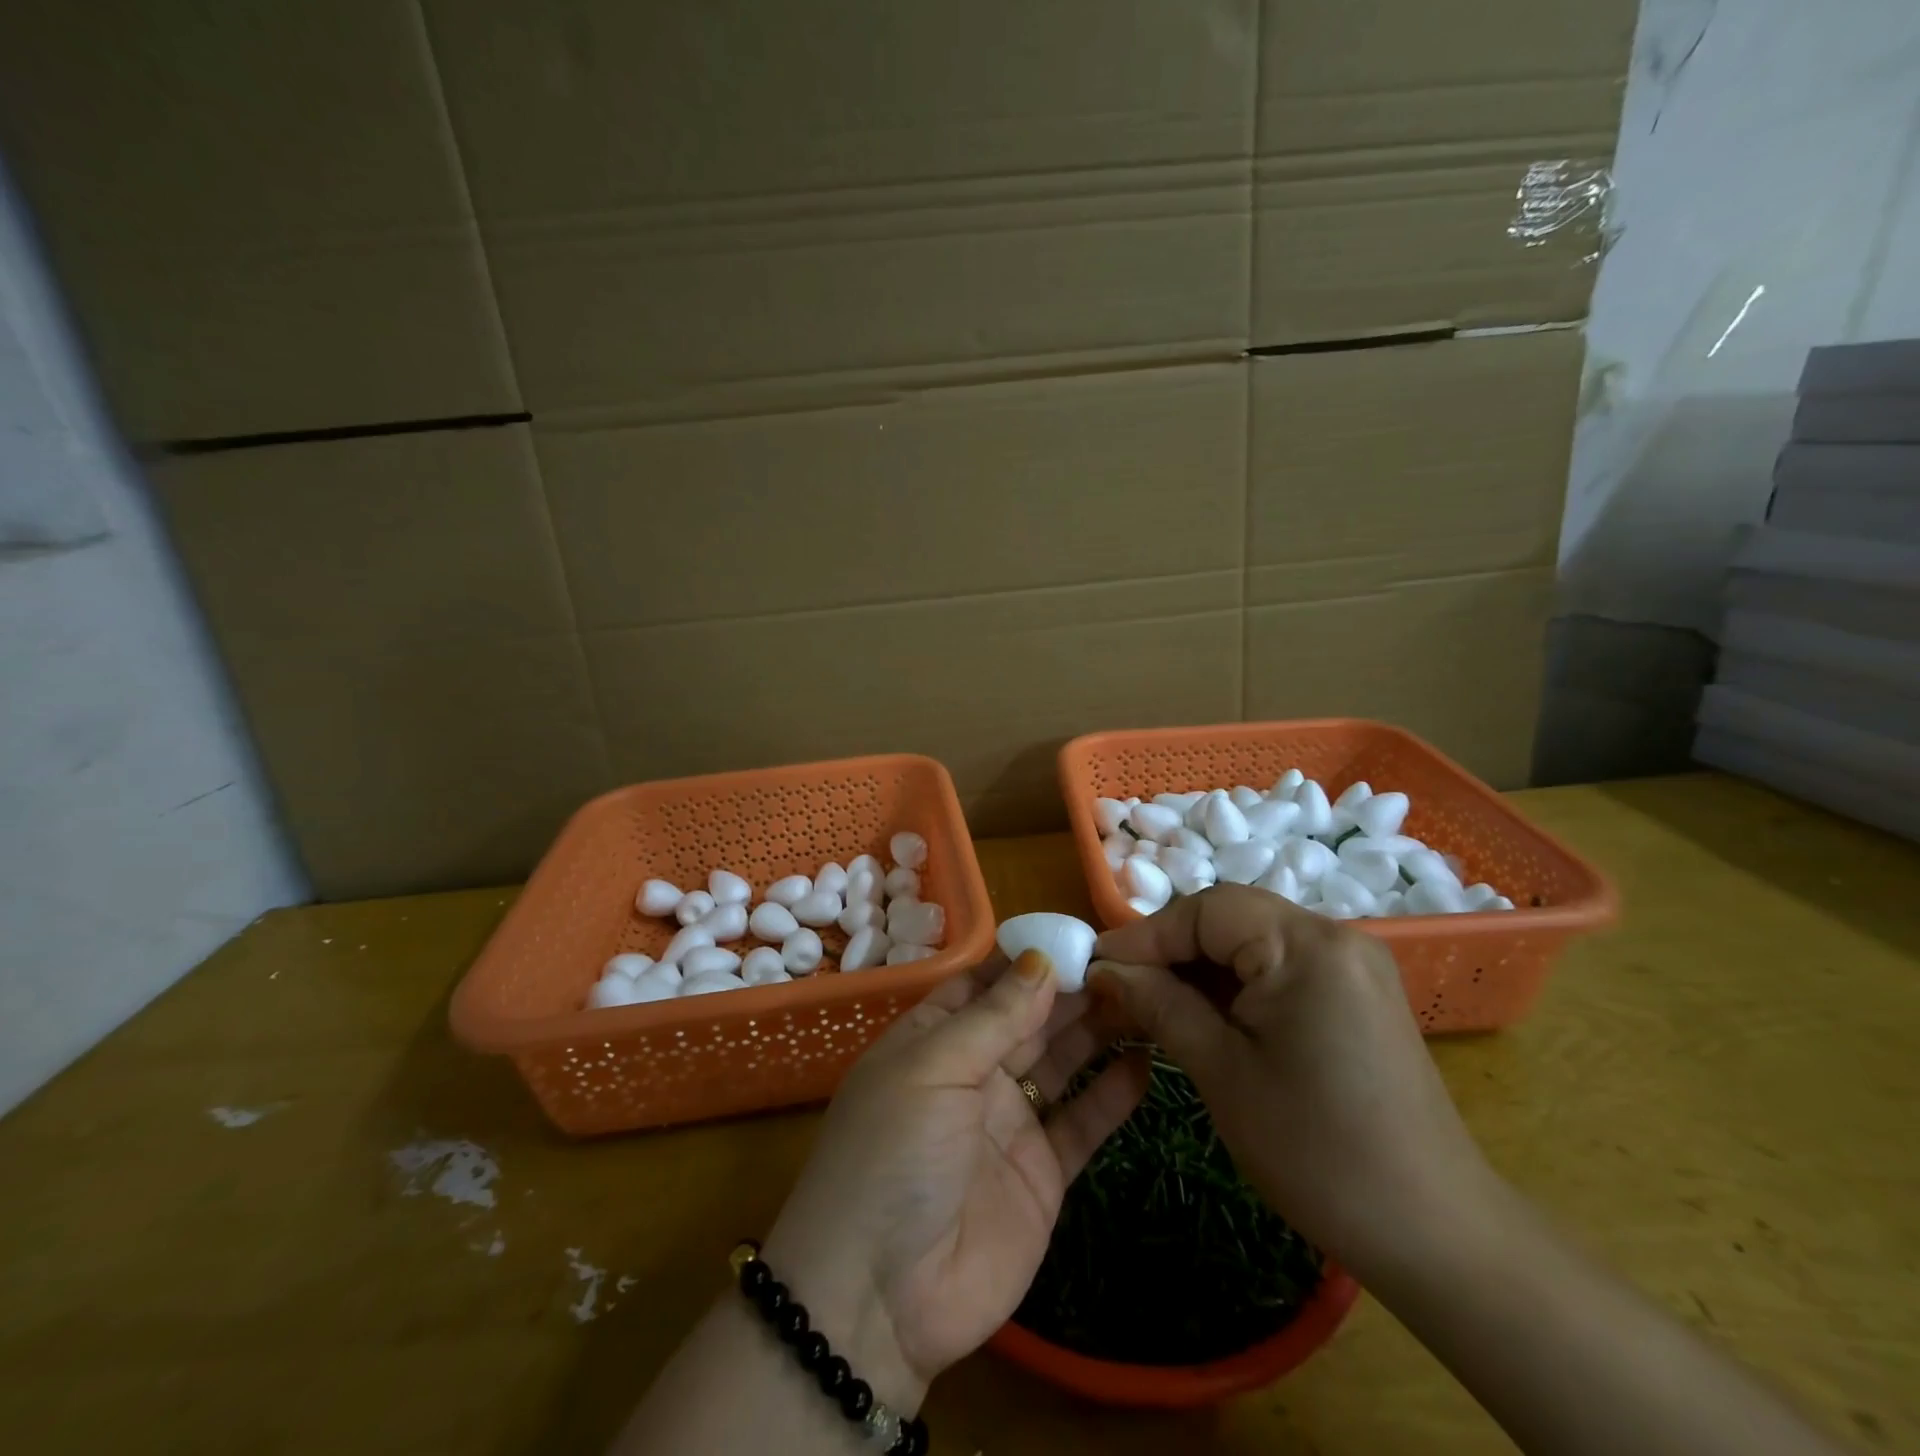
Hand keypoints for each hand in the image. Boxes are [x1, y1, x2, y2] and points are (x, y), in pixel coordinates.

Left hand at [762, 951, 1148, 1409]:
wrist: (880, 1300)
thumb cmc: (892, 1155)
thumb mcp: (933, 1070)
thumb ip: (993, 1018)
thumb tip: (1039, 959)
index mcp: (934, 1039)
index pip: (985, 982)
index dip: (1027, 958)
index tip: (1077, 934)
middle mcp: (973, 1072)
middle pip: (1030, 1018)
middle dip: (1072, 989)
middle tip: (1128, 962)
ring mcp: (1010, 1122)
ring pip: (1062, 1061)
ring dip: (1098, 1031)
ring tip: (1145, 998)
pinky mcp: (1043, 1173)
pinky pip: (1083, 1123)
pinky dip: (1113, 1095)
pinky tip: (1146, 1063)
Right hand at [1088, 884, 1496, 1280]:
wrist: (1435, 1234)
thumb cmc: (1317, 1151)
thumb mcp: (1221, 1072)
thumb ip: (1159, 1004)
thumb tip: (1104, 969)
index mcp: (1307, 945)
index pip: (1206, 910)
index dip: (1146, 934)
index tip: (1096, 966)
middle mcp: (1335, 937)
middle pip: (1230, 919)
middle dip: (1170, 951)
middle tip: (1119, 987)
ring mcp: (1351, 965)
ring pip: (1251, 942)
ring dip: (1199, 969)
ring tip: (1151, 1004)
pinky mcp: (1356, 994)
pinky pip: (1279, 968)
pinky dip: (1234, 985)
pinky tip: (1202, 1016)